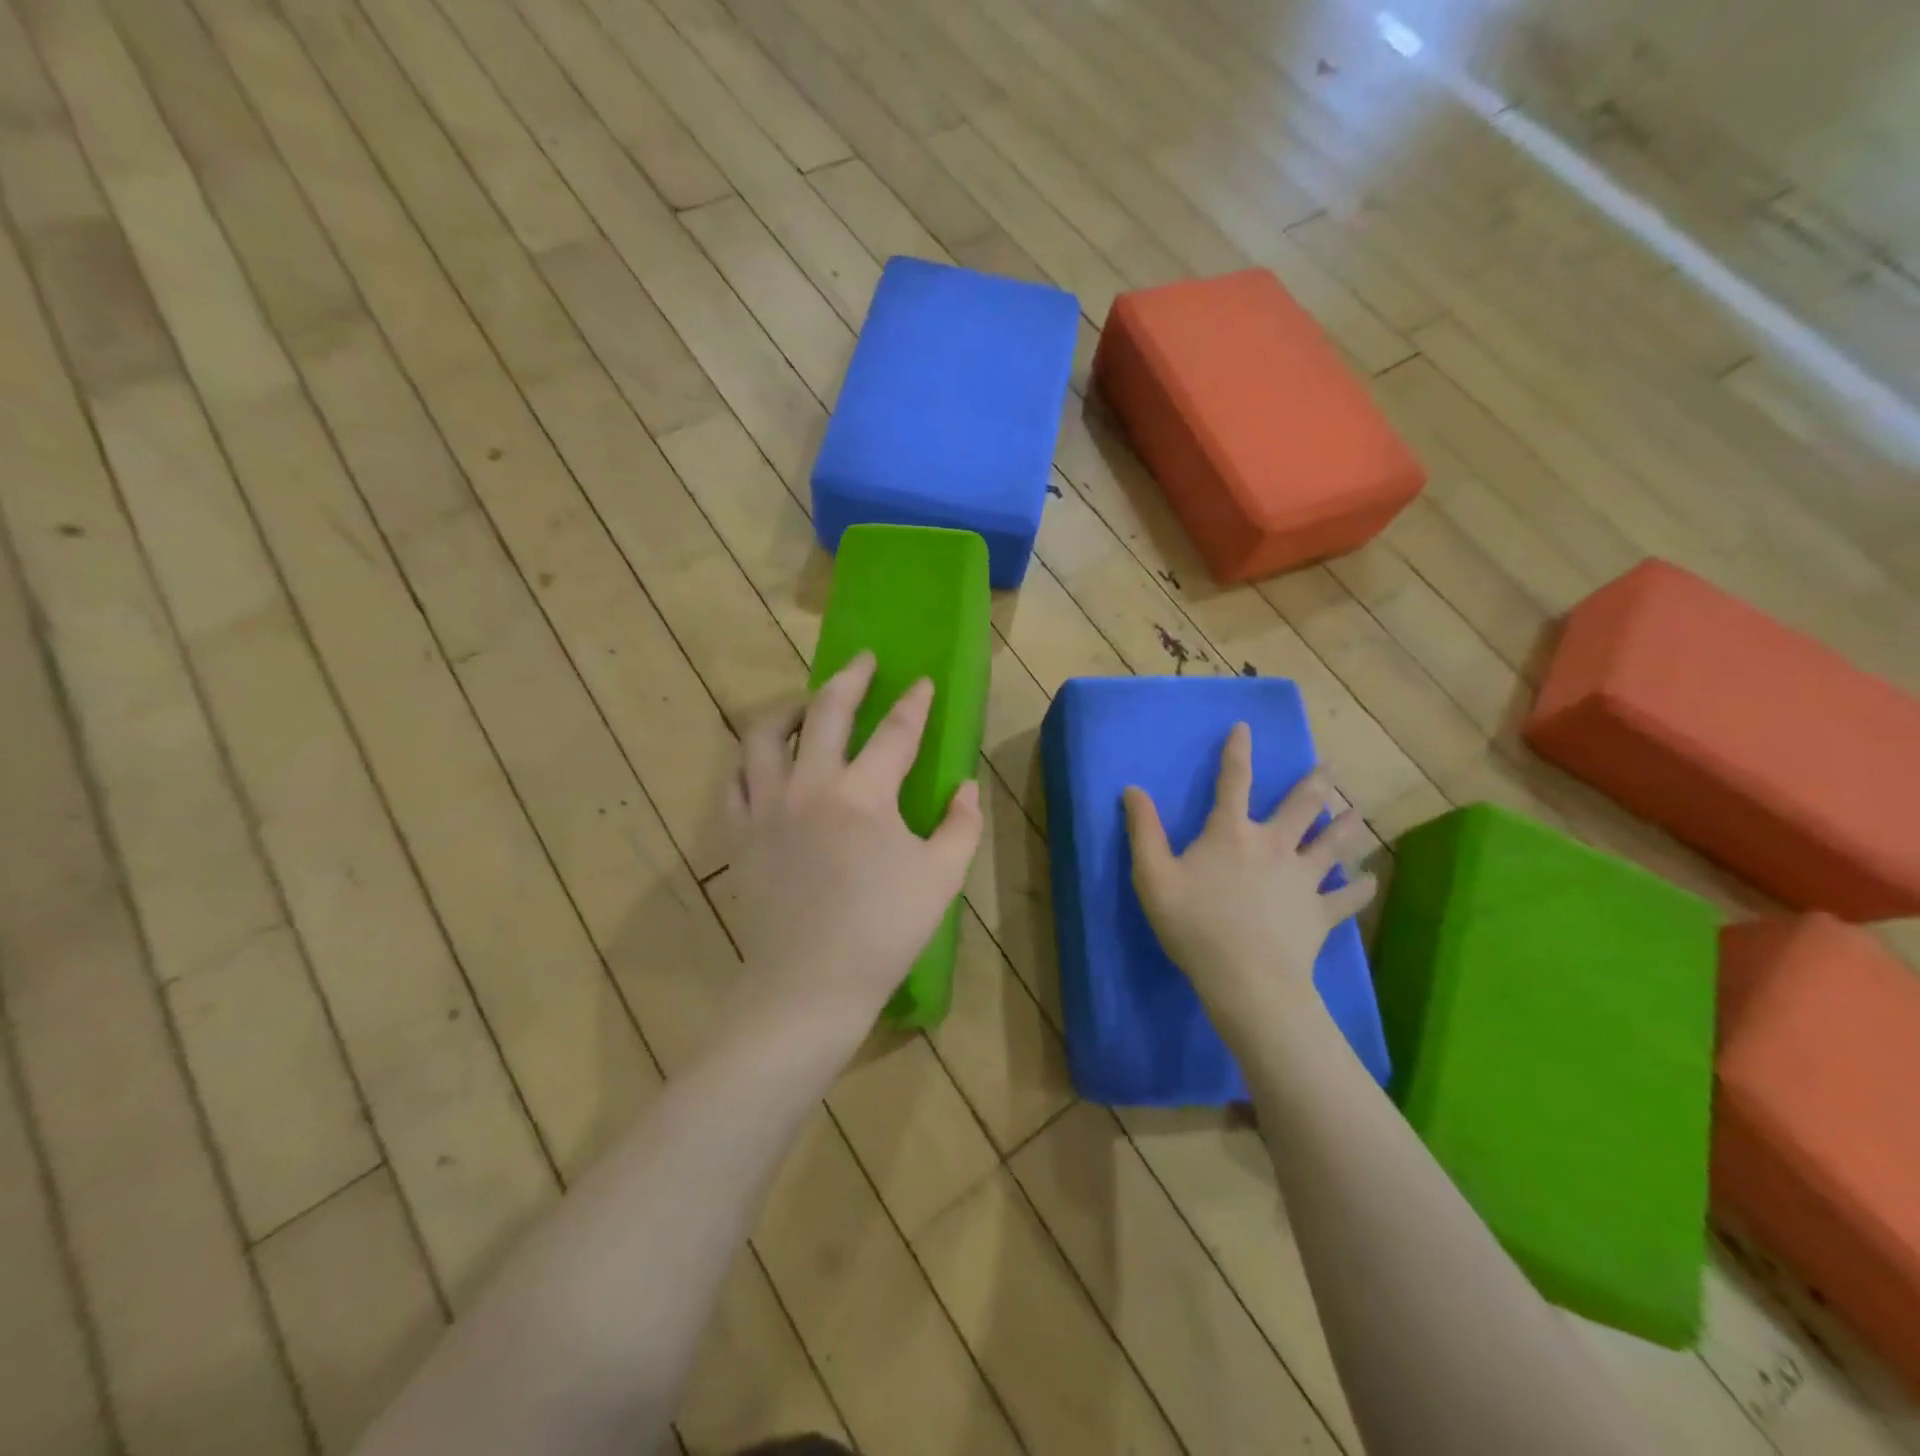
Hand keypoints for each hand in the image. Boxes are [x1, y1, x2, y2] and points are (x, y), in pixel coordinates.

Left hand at [725, 652, 982, 1031]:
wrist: (809, 986)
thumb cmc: (884, 932)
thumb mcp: (941, 877)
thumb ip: (960, 824)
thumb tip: (964, 787)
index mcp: (864, 794)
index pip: (896, 732)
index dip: (914, 703)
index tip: (922, 682)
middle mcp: (810, 786)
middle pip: (827, 713)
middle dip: (849, 679)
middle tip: (863, 661)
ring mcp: (767, 808)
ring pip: (764, 736)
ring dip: (789, 710)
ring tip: (806, 707)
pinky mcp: (740, 835)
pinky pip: (735, 781)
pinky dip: (751, 762)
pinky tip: (765, 764)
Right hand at [1124, 723, 1375, 1039]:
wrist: (1246, 978)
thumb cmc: (1194, 924)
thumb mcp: (1153, 876)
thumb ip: (1143, 830)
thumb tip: (1132, 789)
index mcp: (1231, 833)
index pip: (1233, 782)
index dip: (1237, 752)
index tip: (1245, 728)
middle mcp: (1273, 845)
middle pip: (1300, 806)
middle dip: (1314, 784)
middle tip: (1329, 769)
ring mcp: (1302, 879)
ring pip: (1331, 844)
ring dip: (1346, 825)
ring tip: (1359, 812)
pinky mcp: (1320, 913)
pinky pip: (1346, 897)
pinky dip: (1359, 888)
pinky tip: (1369, 880)